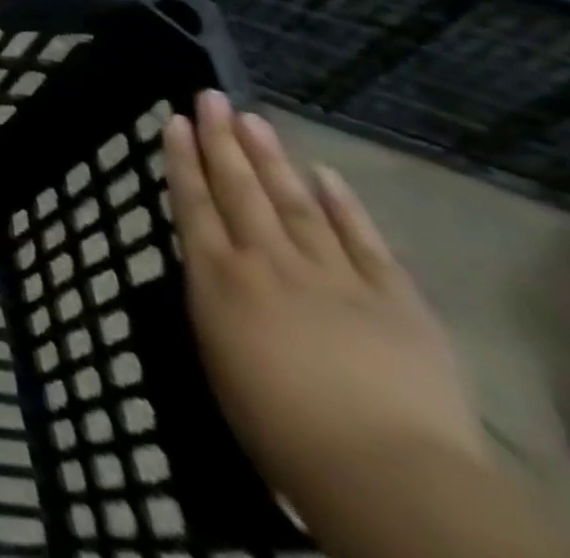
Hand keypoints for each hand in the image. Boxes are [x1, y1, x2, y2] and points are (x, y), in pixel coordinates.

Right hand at [165, 91, 484, 514]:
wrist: (384, 471)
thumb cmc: (277, 425)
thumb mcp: (218, 356)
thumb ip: (214, 301)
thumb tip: (214, 267)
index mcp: (219, 277)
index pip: (193, 203)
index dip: (183, 159)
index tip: (177, 121)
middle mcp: (267, 260)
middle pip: (239, 189)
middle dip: (221, 140)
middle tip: (211, 97)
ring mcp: (332, 274)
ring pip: (294, 201)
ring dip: (271, 158)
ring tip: (253, 118)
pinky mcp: (393, 297)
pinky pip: (364, 241)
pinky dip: (344, 205)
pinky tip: (326, 174)